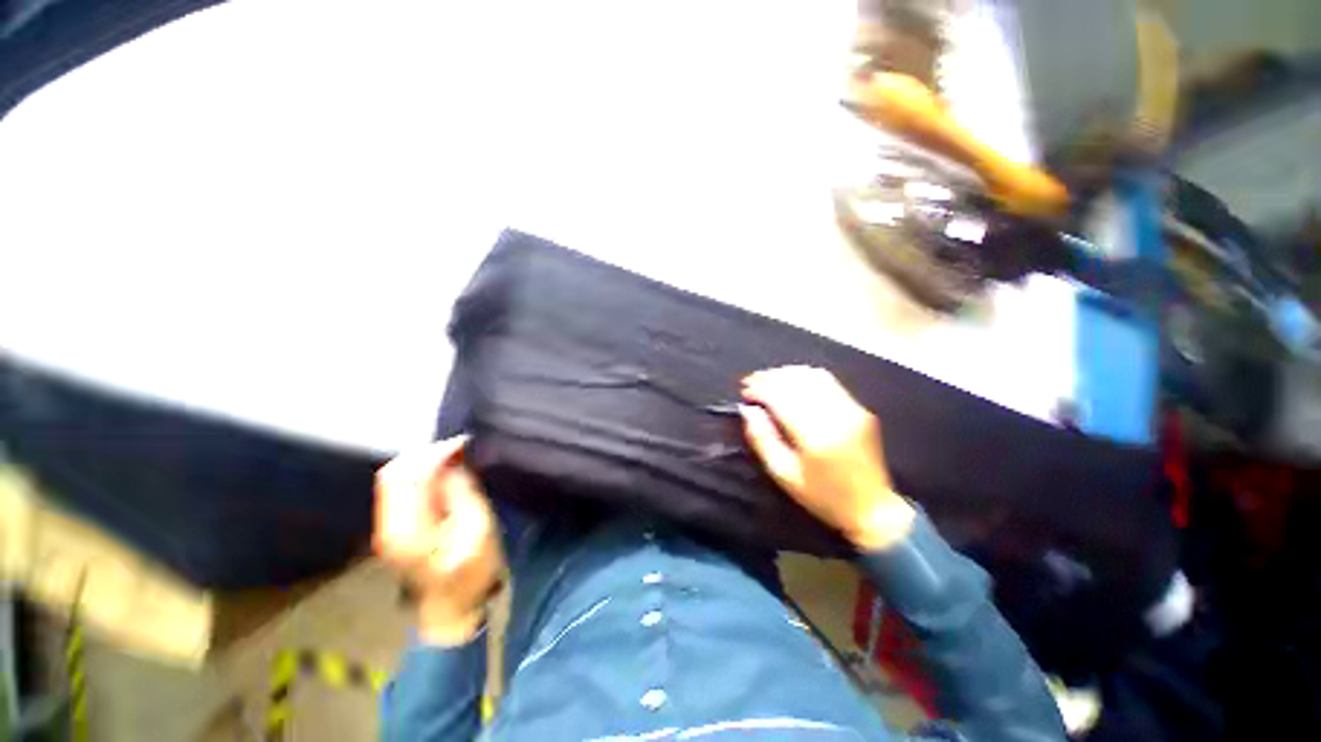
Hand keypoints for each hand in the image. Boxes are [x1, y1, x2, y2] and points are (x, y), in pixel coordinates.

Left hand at [374, 436, 504, 644]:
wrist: (453, 608)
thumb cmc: (472, 572)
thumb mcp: (478, 528)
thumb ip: (462, 491)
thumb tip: (454, 459)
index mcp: (406, 529)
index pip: (408, 476)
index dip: (435, 453)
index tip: (464, 443)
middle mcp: (388, 524)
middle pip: (394, 473)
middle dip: (428, 453)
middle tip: (461, 448)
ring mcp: (388, 526)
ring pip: (396, 478)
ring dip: (424, 462)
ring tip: (456, 457)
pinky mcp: (396, 526)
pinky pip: (402, 488)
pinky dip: (422, 474)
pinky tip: (445, 473)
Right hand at [741, 366, 914, 550]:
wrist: (872, 508)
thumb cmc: (822, 496)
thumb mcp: (783, 475)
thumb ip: (762, 439)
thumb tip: (748, 410)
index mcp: (815, 437)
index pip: (781, 398)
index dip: (759, 389)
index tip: (744, 392)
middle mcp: (836, 416)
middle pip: (796, 382)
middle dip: (769, 378)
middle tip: (750, 382)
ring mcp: (852, 409)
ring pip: (813, 376)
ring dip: (786, 374)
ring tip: (767, 380)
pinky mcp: (860, 408)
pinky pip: (828, 382)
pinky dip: (805, 376)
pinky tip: (792, 382)